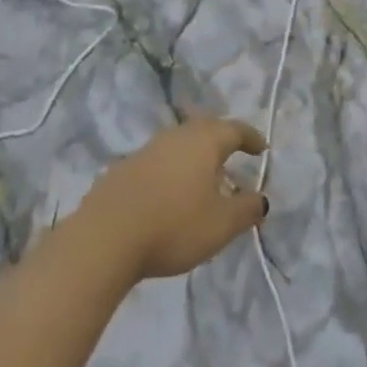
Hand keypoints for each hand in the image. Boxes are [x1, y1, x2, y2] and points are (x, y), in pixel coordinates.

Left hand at [79, 117, 268, 280]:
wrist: (105, 238)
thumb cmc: (174, 226)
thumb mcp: (221, 225)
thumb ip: (246, 210)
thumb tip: (261, 199)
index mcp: (205, 141)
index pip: (235, 129)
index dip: (251, 138)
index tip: (262, 149)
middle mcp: (177, 136)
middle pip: (205, 128)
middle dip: (222, 140)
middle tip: (232, 156)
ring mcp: (147, 150)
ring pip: (179, 144)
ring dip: (195, 156)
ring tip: (202, 179)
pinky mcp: (123, 169)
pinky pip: (158, 161)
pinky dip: (171, 170)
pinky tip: (169, 193)